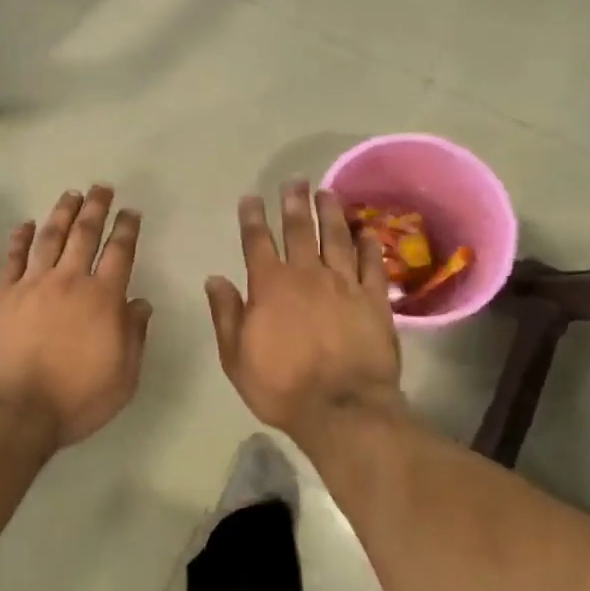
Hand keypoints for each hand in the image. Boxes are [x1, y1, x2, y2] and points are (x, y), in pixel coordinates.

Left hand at [0, 186, 152, 449]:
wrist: (12, 410)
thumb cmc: (74, 399)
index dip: (127, 228)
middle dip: (96, 208)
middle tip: (102, 187)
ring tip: (70, 194)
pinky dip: (19, 238)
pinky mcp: (1, 293)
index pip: (119, 253)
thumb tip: (140, 303)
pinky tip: (24, 224)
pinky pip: (12, 257)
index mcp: (102, 298)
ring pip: (50, 237)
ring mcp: (31, 284)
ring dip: (62, 213)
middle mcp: (68, 281)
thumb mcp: (123, 378)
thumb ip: (134, 336)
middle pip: (84, 234)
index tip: (131, 211)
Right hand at [205, 181, 404, 449]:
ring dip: (331, 213)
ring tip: (328, 193)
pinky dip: (369, 244)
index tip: (251, 197)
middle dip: (294, 203)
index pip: (257, 242)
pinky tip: (366, 230)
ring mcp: (344, 284)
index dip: (252, 218)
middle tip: (295, 180)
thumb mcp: (236, 356)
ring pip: (337, 238)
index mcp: (270, 286)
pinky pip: (373, 264)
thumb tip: (214, 278)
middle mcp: (307, 275)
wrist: (342, 409)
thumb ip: (226, 314)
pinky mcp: (375, 300)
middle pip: (299, 230)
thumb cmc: (282, 387)